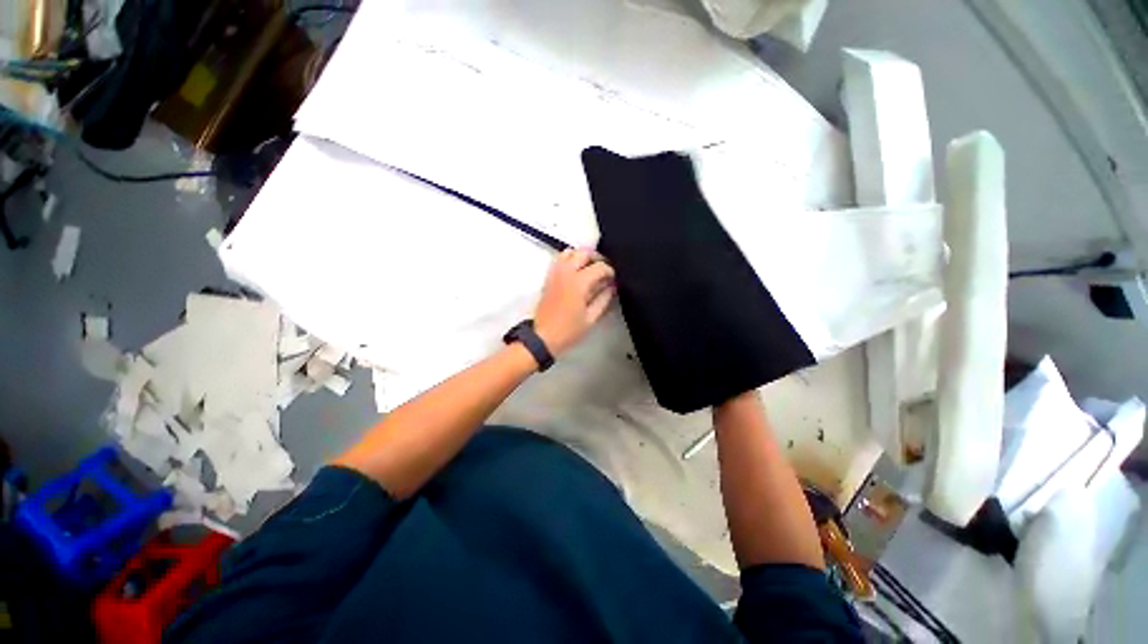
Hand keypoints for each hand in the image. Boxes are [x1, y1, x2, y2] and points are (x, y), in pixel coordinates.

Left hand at [534, 248, 615, 356]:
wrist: (543, 336)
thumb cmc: (569, 330)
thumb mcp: (591, 318)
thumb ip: (603, 299)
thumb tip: (611, 287)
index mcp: (579, 283)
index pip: (599, 267)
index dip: (610, 271)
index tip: (613, 278)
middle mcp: (566, 273)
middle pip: (584, 253)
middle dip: (597, 258)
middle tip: (604, 269)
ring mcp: (555, 273)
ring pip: (569, 252)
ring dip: (582, 255)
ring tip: (590, 267)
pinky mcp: (548, 277)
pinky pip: (559, 259)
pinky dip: (570, 259)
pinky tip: (576, 271)